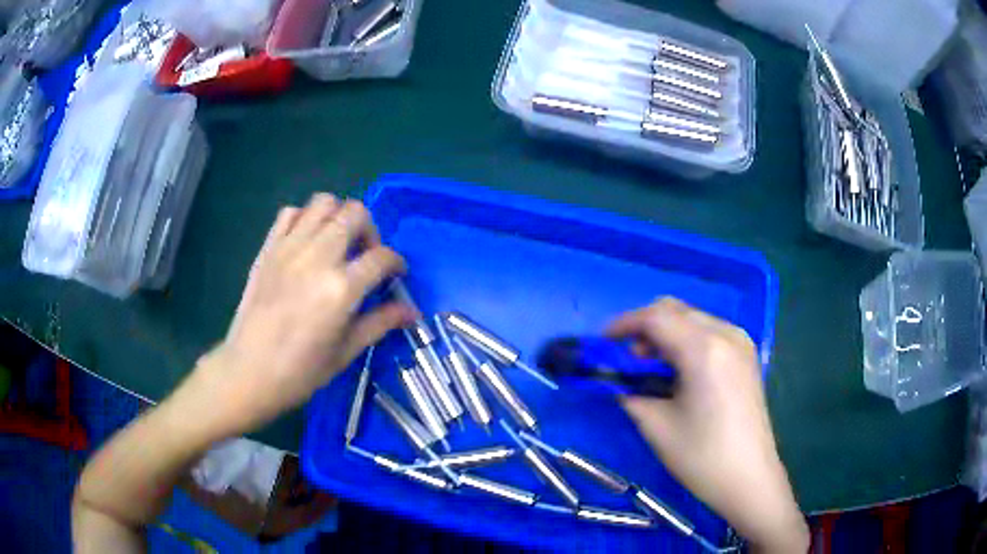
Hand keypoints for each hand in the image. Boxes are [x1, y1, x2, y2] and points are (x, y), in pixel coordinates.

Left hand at [186, 194, 415, 437]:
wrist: (248, 371)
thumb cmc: (300, 371)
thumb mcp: (345, 352)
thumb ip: (380, 323)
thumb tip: (412, 312)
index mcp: (341, 288)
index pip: (381, 257)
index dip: (396, 263)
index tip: (395, 276)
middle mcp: (317, 257)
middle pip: (355, 213)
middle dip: (370, 230)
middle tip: (365, 255)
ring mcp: (289, 248)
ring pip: (323, 203)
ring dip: (338, 216)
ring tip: (338, 243)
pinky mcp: (268, 248)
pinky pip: (290, 213)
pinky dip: (304, 218)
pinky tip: (307, 242)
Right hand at [607, 298, 807, 553]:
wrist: (749, 478)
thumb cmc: (702, 456)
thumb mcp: (656, 426)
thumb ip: (630, 393)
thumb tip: (619, 380)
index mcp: (704, 349)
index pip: (656, 317)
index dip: (624, 324)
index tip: (602, 342)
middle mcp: (726, 334)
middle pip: (676, 310)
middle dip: (645, 327)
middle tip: (627, 359)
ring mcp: (741, 342)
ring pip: (693, 319)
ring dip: (666, 334)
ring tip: (651, 368)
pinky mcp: (746, 355)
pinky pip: (709, 332)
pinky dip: (686, 341)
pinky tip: (679, 371)